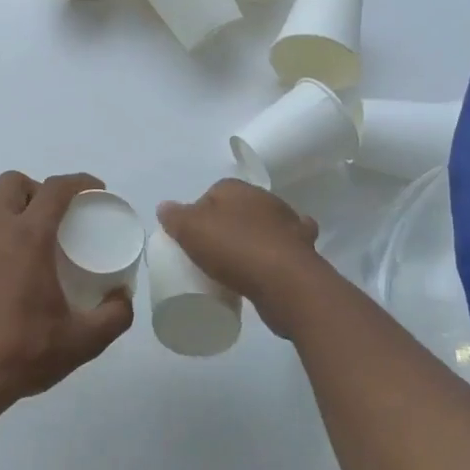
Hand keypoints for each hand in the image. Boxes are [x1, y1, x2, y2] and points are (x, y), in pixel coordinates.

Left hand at [0, 171, 134, 414]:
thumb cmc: (22, 353)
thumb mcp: (83, 341)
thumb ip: (114, 316)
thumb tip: (122, 297)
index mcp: (28, 238)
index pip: (55, 189)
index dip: (79, 181)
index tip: (94, 190)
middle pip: (12, 183)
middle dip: (36, 189)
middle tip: (54, 216)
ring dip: (10, 208)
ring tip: (27, 239)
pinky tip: (0, 272)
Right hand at [157, 180, 323, 335]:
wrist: (285, 281)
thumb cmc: (233, 249)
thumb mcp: (190, 230)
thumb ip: (175, 216)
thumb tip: (165, 207)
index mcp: (236, 188)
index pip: (211, 194)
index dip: (199, 214)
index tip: (191, 238)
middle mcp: (265, 199)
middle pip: (238, 209)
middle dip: (226, 225)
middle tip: (210, 253)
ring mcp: (289, 224)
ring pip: (264, 227)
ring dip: (254, 239)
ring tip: (237, 265)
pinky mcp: (304, 250)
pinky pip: (284, 248)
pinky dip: (277, 253)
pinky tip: (268, 268)